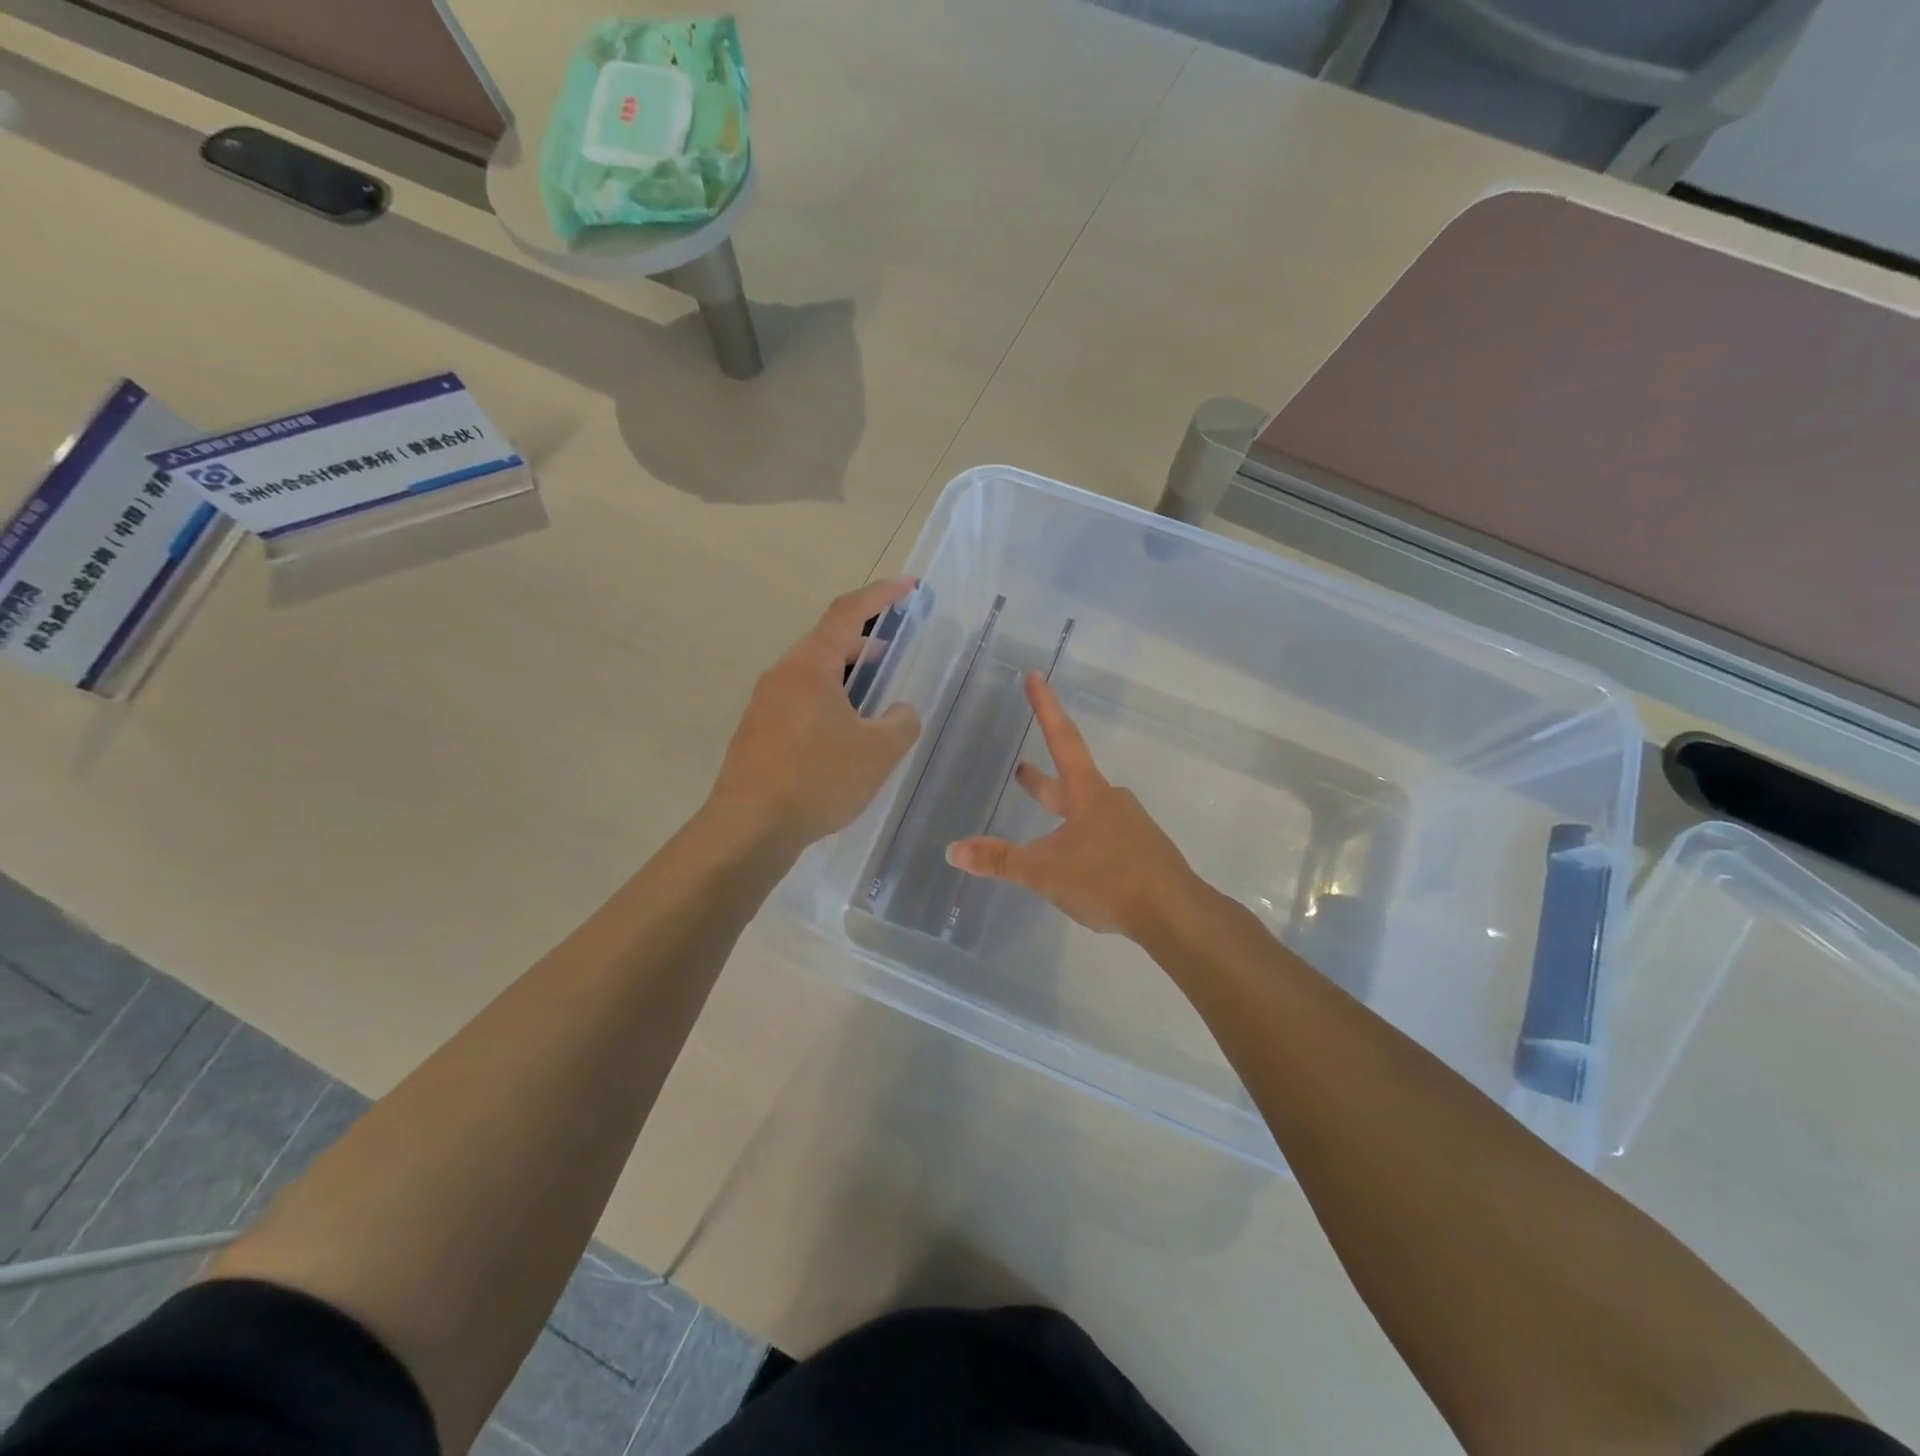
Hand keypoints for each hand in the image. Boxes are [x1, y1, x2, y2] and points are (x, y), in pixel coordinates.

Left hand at [707, 578, 922, 851]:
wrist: (749, 828)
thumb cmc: (818, 779)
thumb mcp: (878, 751)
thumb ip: (901, 722)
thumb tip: (899, 712)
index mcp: (809, 666)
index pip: (847, 613)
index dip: (880, 595)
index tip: (908, 586)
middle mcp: (782, 676)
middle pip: (826, 643)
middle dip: (864, 643)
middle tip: (893, 654)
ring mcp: (764, 705)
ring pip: (811, 676)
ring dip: (845, 677)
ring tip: (872, 700)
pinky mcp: (757, 734)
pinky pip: (799, 703)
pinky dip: (827, 703)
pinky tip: (842, 737)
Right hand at [946, 672, 1199, 939]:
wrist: (1174, 914)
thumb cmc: (1108, 880)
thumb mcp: (1045, 872)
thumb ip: (1000, 861)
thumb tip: (953, 850)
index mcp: (1087, 794)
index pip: (1062, 739)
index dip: (1045, 707)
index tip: (1035, 675)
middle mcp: (1109, 801)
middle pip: (1070, 779)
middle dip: (1041, 778)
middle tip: (1020, 768)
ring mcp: (1128, 826)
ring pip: (1086, 811)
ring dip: (1061, 810)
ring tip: (1044, 823)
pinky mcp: (1139, 851)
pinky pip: (1101, 836)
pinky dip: (1079, 838)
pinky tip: (1075, 862)